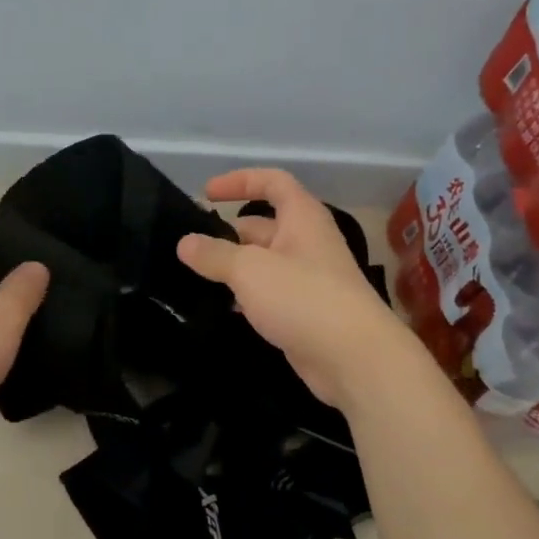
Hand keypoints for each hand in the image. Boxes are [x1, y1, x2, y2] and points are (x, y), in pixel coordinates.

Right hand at [178, 169, 413, 411]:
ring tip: (194, 277)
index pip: (273, 182)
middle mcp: (306, 243)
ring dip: (232, 268)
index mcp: (302, 218)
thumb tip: (185, 242)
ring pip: (261, 263)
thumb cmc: (303, 298)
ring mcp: (306, 279)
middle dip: (226, 234)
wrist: (354, 358)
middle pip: (262, 227)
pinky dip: (244, 296)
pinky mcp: (303, 312)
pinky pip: (267, 294)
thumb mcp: (250, 270)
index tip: (206, 194)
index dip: (240, 181)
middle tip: (188, 249)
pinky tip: (219, 307)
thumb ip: (214, 254)